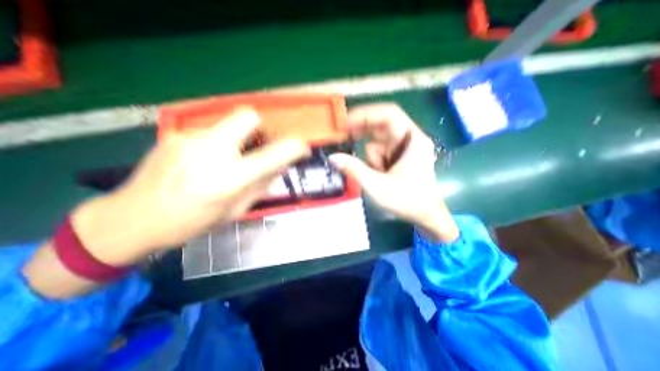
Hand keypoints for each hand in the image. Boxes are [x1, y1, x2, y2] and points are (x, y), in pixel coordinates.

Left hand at [70, 109, 312, 264]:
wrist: (131, 219)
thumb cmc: (191, 223)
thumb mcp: (235, 211)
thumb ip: (261, 186)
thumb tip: (281, 168)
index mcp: (227, 180)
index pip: (271, 156)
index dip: (292, 148)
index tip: (302, 147)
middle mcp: (209, 152)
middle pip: (247, 117)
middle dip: (262, 128)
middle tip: (261, 144)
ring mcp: (189, 139)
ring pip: (228, 124)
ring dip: (240, 138)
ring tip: (231, 159)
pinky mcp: (175, 134)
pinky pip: (211, 132)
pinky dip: (220, 143)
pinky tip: (207, 161)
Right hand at [330, 104, 460, 242]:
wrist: (424, 215)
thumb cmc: (407, 201)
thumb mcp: (377, 186)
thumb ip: (354, 170)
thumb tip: (332, 157)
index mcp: (412, 141)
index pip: (389, 114)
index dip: (366, 114)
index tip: (345, 122)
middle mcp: (409, 139)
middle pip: (381, 126)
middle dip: (362, 134)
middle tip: (343, 139)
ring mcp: (404, 148)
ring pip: (377, 142)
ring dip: (370, 157)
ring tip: (376, 175)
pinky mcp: (398, 156)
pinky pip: (379, 151)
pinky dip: (373, 161)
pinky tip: (378, 175)